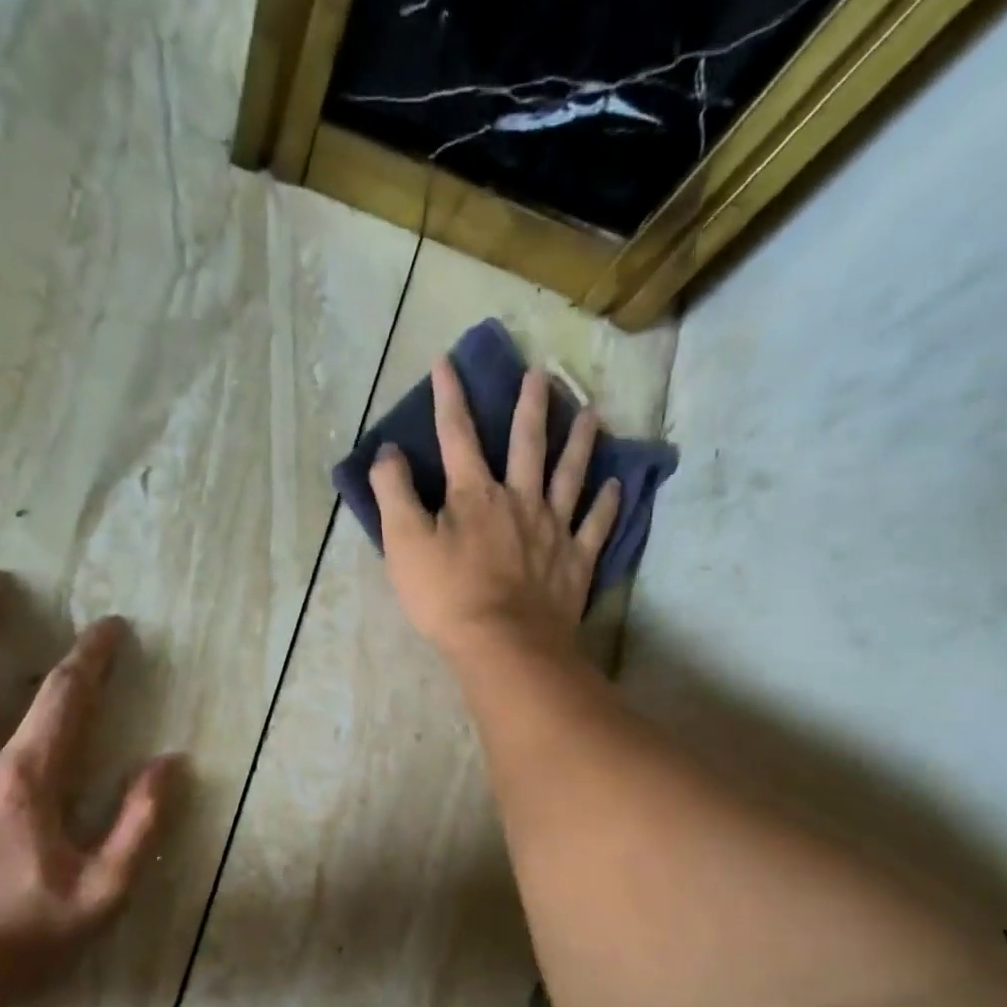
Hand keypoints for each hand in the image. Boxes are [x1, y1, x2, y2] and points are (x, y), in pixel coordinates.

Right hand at [370, 357, 621, 661]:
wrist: (504, 644)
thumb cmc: (447, 596)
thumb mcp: (403, 543)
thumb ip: (393, 492)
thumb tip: (389, 451)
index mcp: (474, 494)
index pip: (457, 434)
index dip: (450, 397)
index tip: (448, 362)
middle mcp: (519, 499)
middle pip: (526, 443)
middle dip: (530, 405)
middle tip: (541, 373)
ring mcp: (553, 529)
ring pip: (570, 475)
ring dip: (580, 442)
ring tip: (591, 413)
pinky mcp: (576, 561)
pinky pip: (596, 525)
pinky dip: (607, 504)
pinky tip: (616, 485)